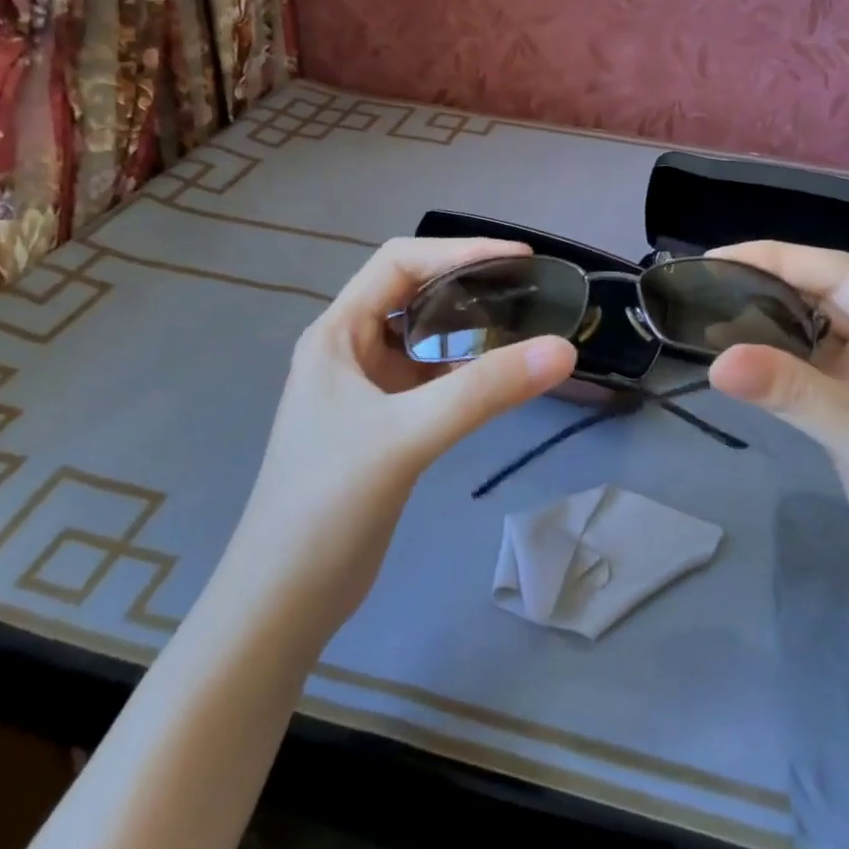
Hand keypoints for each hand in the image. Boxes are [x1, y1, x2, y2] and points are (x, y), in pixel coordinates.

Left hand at [222, 238, 576, 639]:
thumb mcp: (407, 436)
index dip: (459, 250)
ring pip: (425, 340)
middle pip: (414, 295)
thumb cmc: (328, 503)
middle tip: (530, 293)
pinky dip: (466, 371)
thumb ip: (485, 391)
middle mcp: (349, 352)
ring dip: (469, 330)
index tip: (520, 260)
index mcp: (337, 334)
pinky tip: (500, 380)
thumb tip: (564, 350)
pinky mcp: (383, 427)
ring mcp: (365, 391)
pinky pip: (431, 381)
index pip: (399, 263)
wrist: (285, 597)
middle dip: (468, 285)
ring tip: (525, 328)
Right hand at [705, 241, 848, 629]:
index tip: (718, 259)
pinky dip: (774, 361)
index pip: (841, 274)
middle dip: (769, 283)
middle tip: (705, 284)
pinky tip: (740, 360)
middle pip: (825, 296)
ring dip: (768, 320)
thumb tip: (717, 360)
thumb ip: (794, 394)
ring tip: (712, 312)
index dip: (779, 258)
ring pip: (814, 333)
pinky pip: (808, 371)